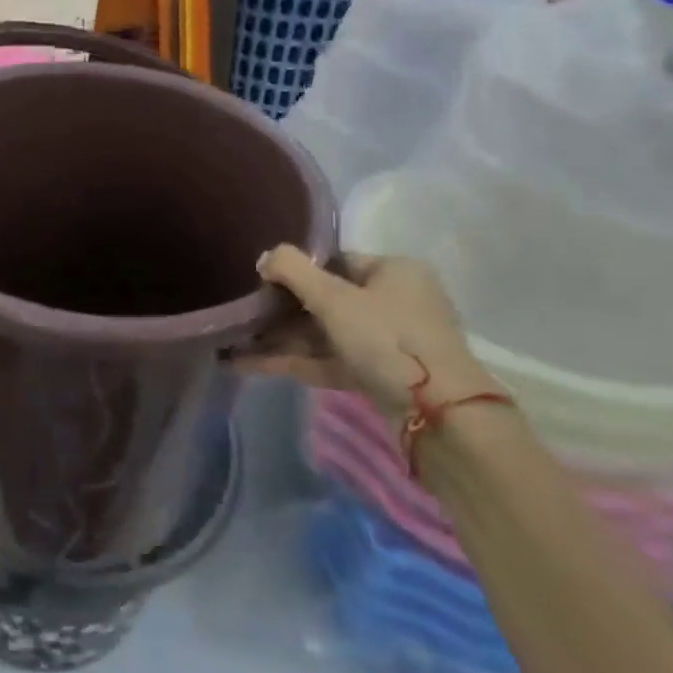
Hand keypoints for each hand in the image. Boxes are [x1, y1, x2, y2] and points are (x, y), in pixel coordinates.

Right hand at [241, 247, 495, 423]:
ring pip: (325, 334)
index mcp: (394, 271)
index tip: (260, 282)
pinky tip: (251, 365)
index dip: (297, 270)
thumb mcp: (334, 297)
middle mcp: (395, 301)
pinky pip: (330, 360)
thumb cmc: (388, 339)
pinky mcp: (379, 376)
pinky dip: (295, 361)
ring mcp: (388, 342)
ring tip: (233, 343)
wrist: (439, 415)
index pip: (336, 261)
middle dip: (281, 310)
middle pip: (327, 299)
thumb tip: (264, 257)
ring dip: (282, 339)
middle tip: (242, 315)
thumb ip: (292, 269)